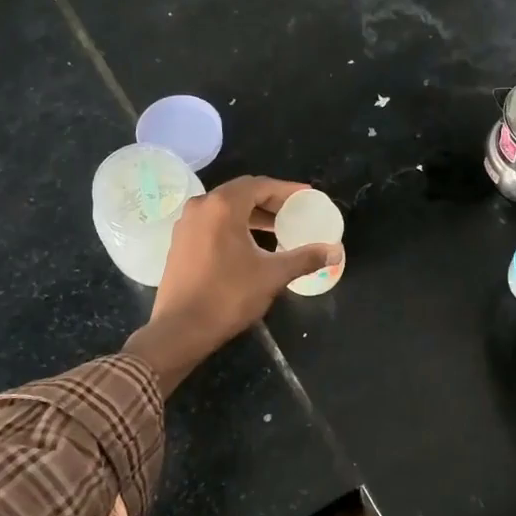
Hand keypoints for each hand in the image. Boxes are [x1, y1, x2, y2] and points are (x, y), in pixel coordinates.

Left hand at [123, 176, 342, 394]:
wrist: (180, 329)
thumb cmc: (228, 296)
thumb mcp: (272, 275)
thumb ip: (305, 258)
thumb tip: (335, 251)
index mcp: (223, 206)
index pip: (261, 185)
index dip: (288, 190)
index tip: (308, 197)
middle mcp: (201, 206)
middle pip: (242, 193)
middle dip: (271, 201)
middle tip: (295, 213)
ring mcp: (186, 224)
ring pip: (225, 208)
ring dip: (252, 215)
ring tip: (277, 230)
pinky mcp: (180, 242)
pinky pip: (212, 223)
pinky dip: (234, 226)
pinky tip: (250, 245)